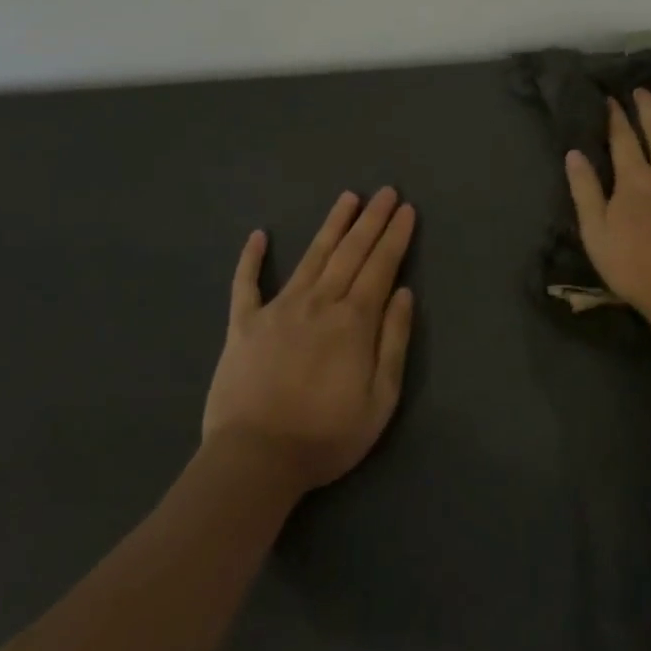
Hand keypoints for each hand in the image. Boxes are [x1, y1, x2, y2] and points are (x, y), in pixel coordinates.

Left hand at [202, 188, 416, 494]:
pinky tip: (258, 236)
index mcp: (353, 320)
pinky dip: (251, 259)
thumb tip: (405, 292)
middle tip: (386, 191)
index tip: (406, 209)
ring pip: (311, 256)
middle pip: (350, 252)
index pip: (381, 266)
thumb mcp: (380, 398)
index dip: (395, 236)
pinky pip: (246, 284)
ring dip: (331, 225)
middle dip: (371, 220)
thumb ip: (394, 341)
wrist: (255, 460)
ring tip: (347, 198)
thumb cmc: (326, 435)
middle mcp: (319, 302)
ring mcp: (278, 309)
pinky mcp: (243, 325)